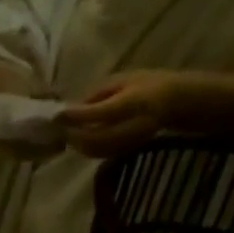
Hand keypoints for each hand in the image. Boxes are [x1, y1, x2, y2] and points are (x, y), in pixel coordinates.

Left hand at [63, 71, 180, 158]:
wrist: (175, 102)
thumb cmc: (147, 84)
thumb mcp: (123, 79)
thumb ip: (99, 93)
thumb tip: (74, 107)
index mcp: (133, 102)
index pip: (100, 112)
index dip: (77, 115)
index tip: (58, 113)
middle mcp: (132, 125)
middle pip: (95, 138)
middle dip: (74, 134)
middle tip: (58, 128)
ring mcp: (130, 141)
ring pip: (96, 150)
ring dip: (78, 144)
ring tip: (65, 134)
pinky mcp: (126, 150)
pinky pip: (101, 153)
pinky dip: (86, 149)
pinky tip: (79, 140)